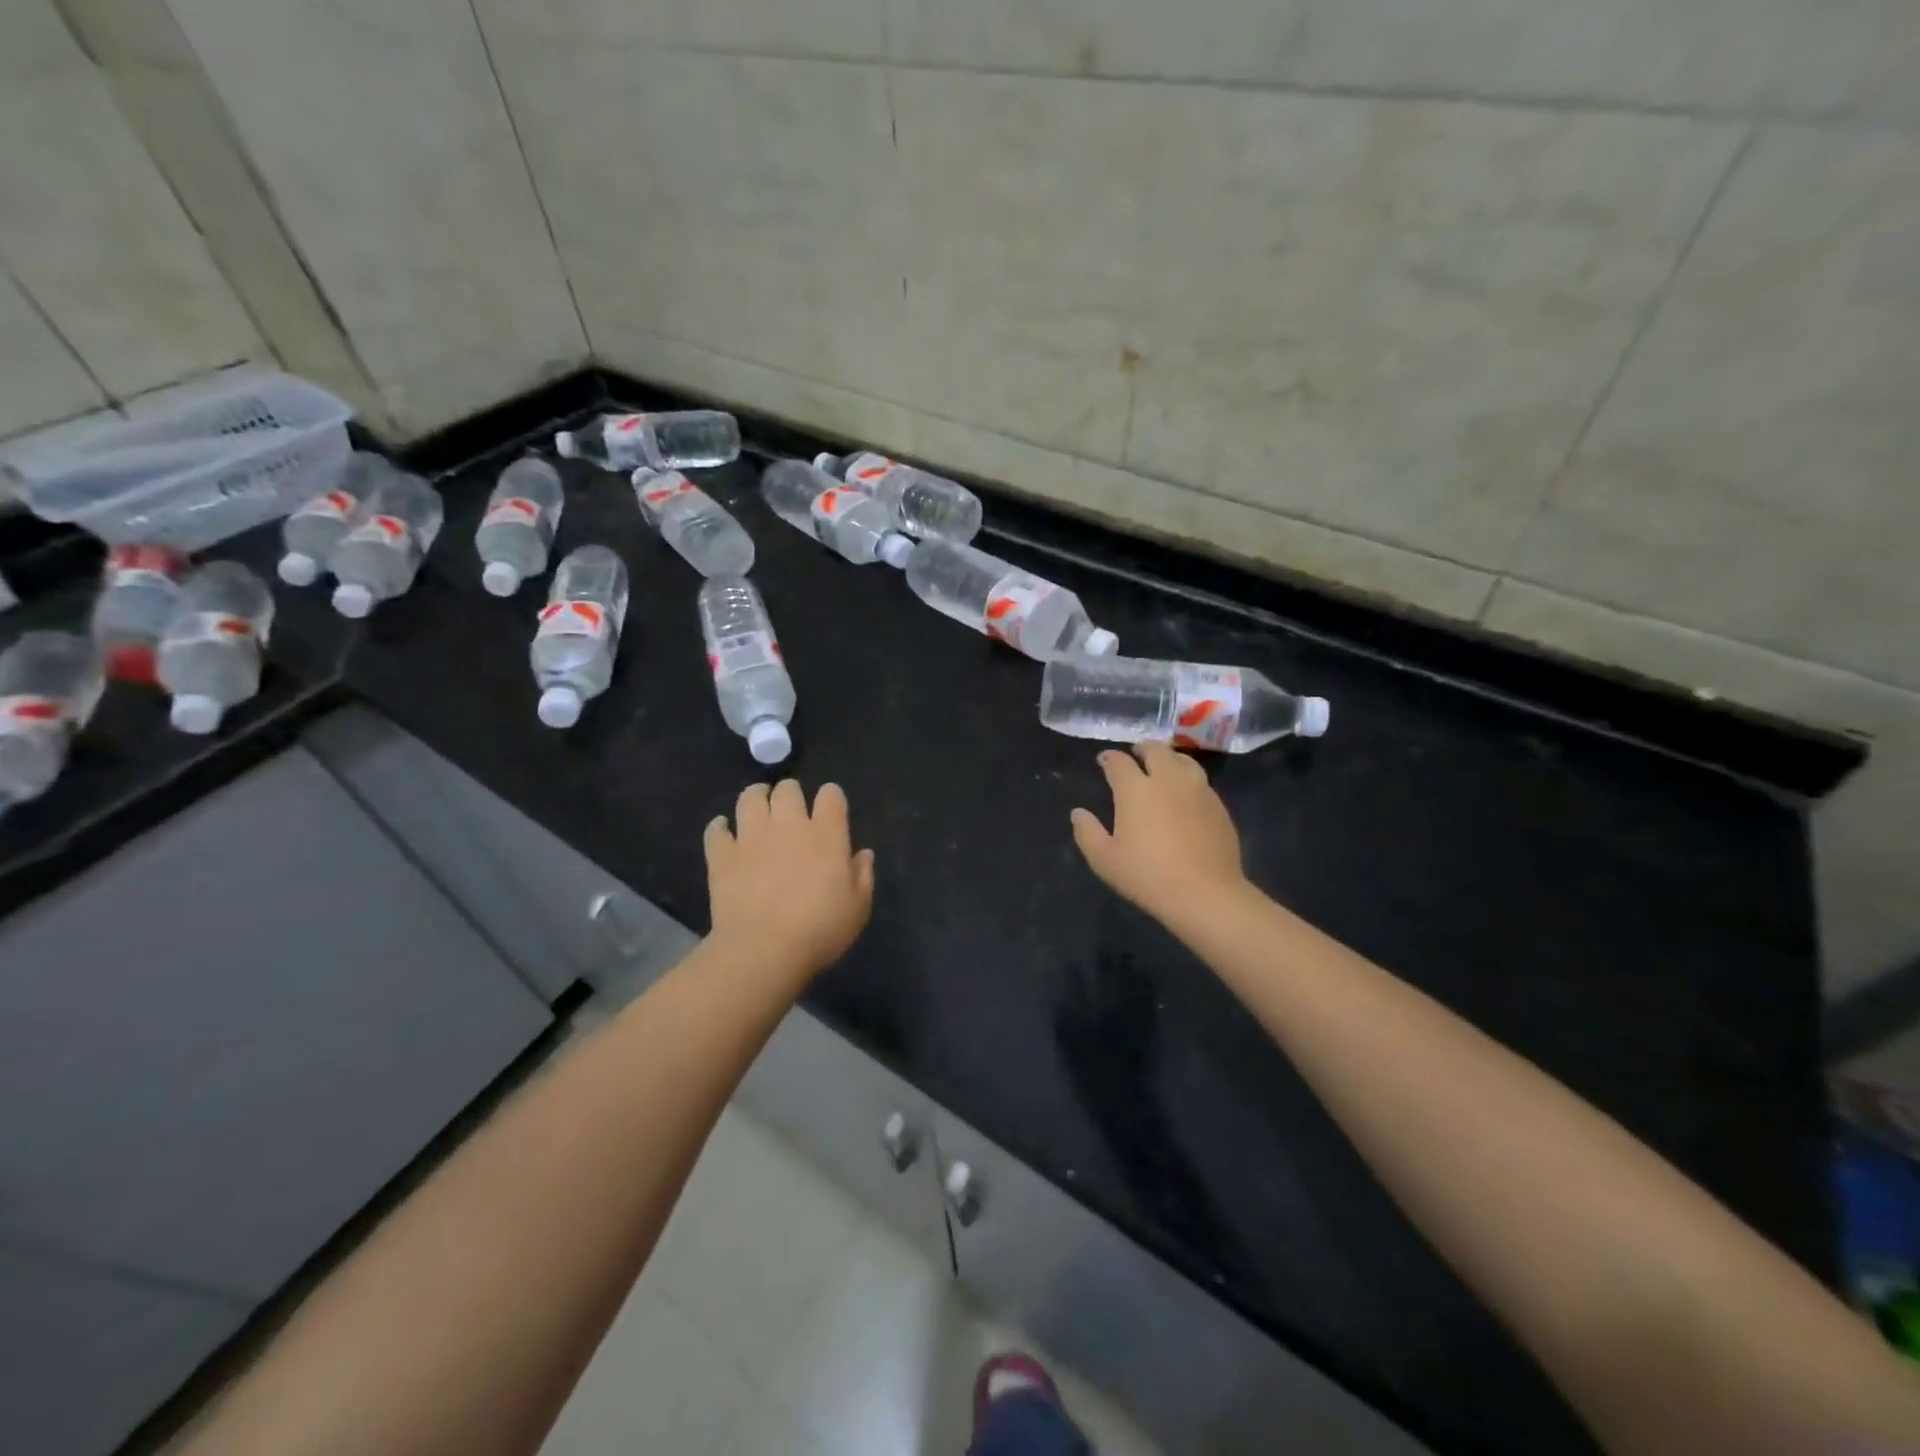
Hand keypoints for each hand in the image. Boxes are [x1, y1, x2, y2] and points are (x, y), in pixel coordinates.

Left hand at [705, 780, 875, 980]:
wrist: (764, 950)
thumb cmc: (820, 930)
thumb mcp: (858, 907)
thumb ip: (863, 875)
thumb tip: (863, 853)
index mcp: (826, 834)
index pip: (831, 795)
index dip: (831, 797)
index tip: (830, 810)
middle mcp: (788, 825)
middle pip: (788, 789)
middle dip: (790, 794)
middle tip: (791, 810)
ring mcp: (751, 837)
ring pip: (750, 798)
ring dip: (756, 798)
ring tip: (758, 808)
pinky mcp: (722, 855)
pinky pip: (716, 829)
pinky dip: (720, 827)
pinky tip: (725, 832)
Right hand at [1070, 743, 1248, 922]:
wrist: (1205, 894)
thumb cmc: (1148, 876)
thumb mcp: (1104, 860)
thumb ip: (1087, 832)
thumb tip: (1078, 813)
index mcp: (1136, 789)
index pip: (1119, 762)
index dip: (1109, 758)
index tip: (1104, 761)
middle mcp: (1167, 780)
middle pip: (1155, 750)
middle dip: (1142, 749)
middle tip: (1135, 755)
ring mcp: (1197, 790)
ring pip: (1183, 760)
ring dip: (1169, 758)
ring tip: (1163, 767)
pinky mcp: (1218, 805)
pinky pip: (1201, 781)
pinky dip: (1188, 779)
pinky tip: (1185, 794)